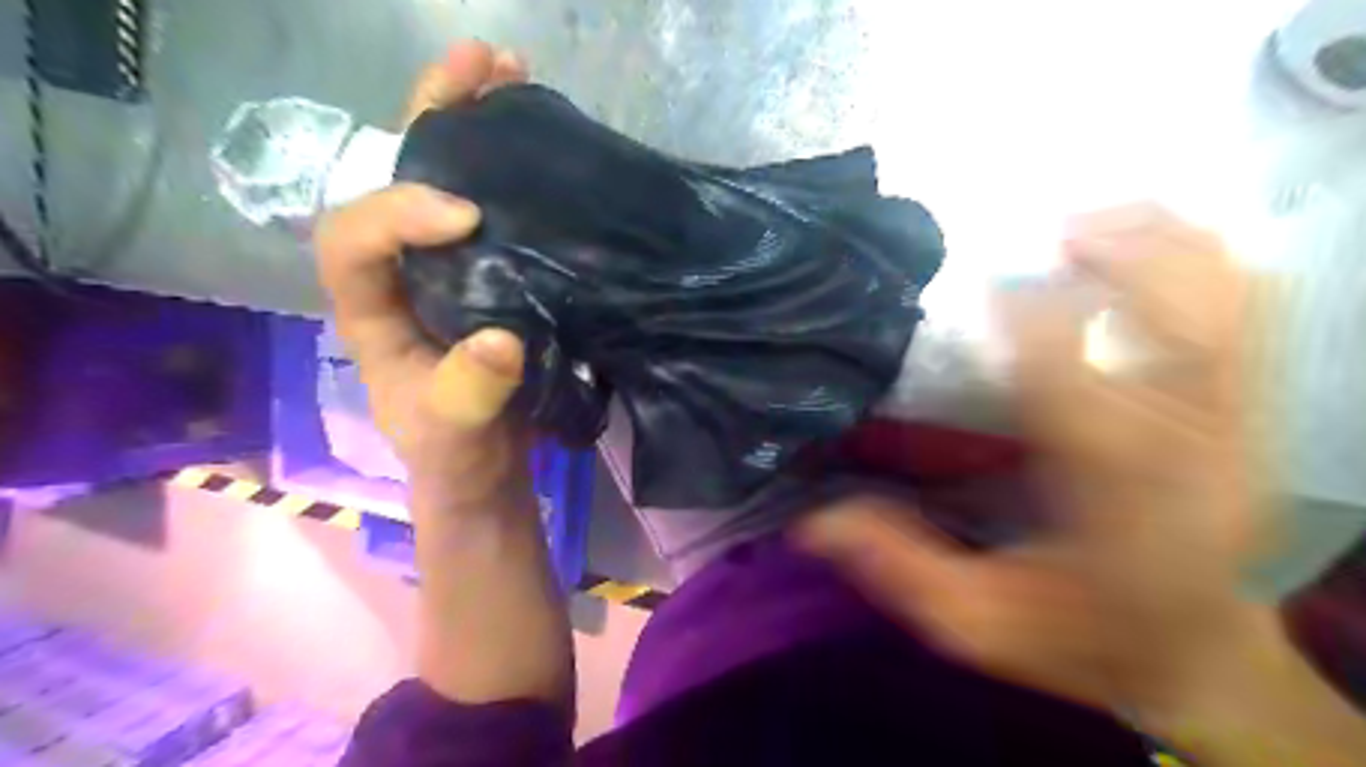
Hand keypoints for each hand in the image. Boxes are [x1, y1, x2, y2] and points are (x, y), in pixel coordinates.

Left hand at [314, 38, 531, 512]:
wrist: (486, 469)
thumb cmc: (458, 456)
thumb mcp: (456, 436)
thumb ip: (467, 397)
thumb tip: (502, 340)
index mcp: (371, 310)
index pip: (352, 239)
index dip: (396, 214)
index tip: (465, 214)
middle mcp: (402, 273)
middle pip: (394, 179)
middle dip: (432, 119)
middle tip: (482, 65)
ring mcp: (449, 268)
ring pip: (444, 180)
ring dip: (475, 123)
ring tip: (513, 72)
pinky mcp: (492, 272)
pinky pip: (492, 207)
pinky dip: (510, 167)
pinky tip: (540, 137)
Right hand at [802, 200, 1268, 717]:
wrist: (1200, 658)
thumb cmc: (1083, 637)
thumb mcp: (975, 622)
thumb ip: (898, 567)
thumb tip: (810, 522)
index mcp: (1113, 496)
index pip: (1074, 383)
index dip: (1033, 319)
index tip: (987, 281)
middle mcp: (1190, 447)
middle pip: (1185, 321)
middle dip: (1124, 256)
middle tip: (1058, 225)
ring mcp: (1240, 425)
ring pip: (1231, 305)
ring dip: (1167, 246)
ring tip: (1097, 217)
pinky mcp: (1256, 415)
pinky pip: (1257, 316)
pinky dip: (1209, 264)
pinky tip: (1158, 244)